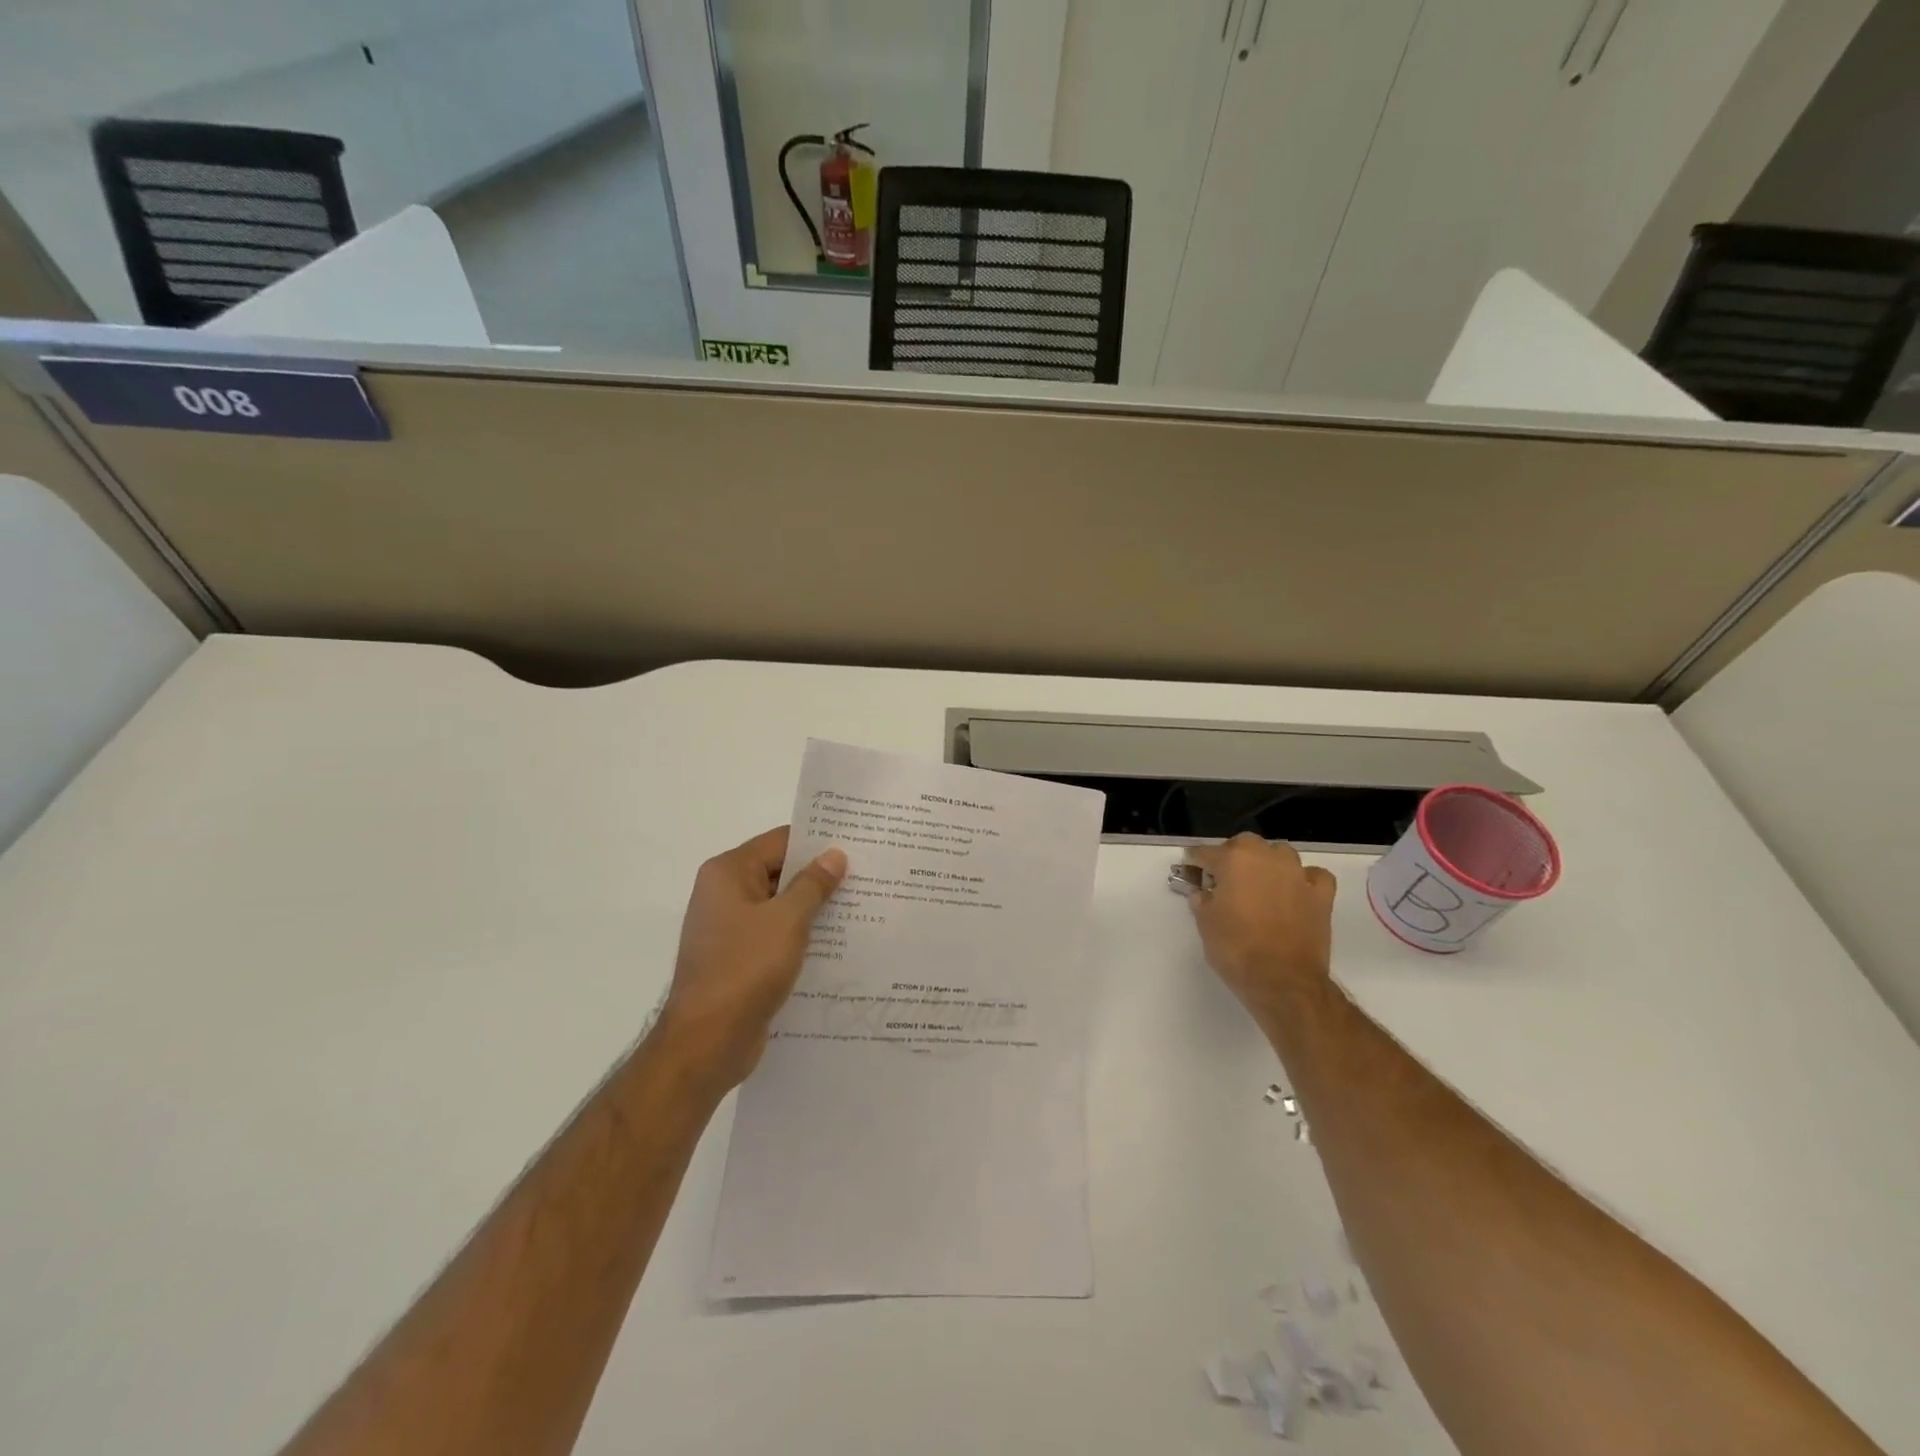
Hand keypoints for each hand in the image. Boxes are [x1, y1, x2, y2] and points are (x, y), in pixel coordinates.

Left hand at [653, 827, 846, 1090]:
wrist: (706, 1042)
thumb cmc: (745, 970)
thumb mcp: (787, 920)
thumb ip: (813, 884)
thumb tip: (835, 855)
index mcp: (728, 873)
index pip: (780, 841)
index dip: (818, 842)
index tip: (857, 845)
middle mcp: (724, 894)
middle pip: (779, 872)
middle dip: (820, 876)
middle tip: (868, 875)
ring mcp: (730, 928)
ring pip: (780, 906)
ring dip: (814, 908)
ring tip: (861, 907)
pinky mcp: (739, 958)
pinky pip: (775, 935)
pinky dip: (801, 935)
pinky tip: (837, 943)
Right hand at [1184, 833, 1336, 1027]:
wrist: (1283, 981)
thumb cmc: (1236, 950)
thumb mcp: (1205, 924)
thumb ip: (1201, 899)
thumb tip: (1201, 891)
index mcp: (1233, 860)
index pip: (1206, 853)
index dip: (1195, 862)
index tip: (1190, 870)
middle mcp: (1266, 857)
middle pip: (1245, 844)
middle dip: (1233, 856)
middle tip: (1224, 879)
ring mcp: (1297, 874)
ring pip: (1280, 854)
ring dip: (1267, 863)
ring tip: (1259, 884)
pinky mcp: (1321, 895)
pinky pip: (1313, 875)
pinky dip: (1303, 879)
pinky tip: (1296, 891)